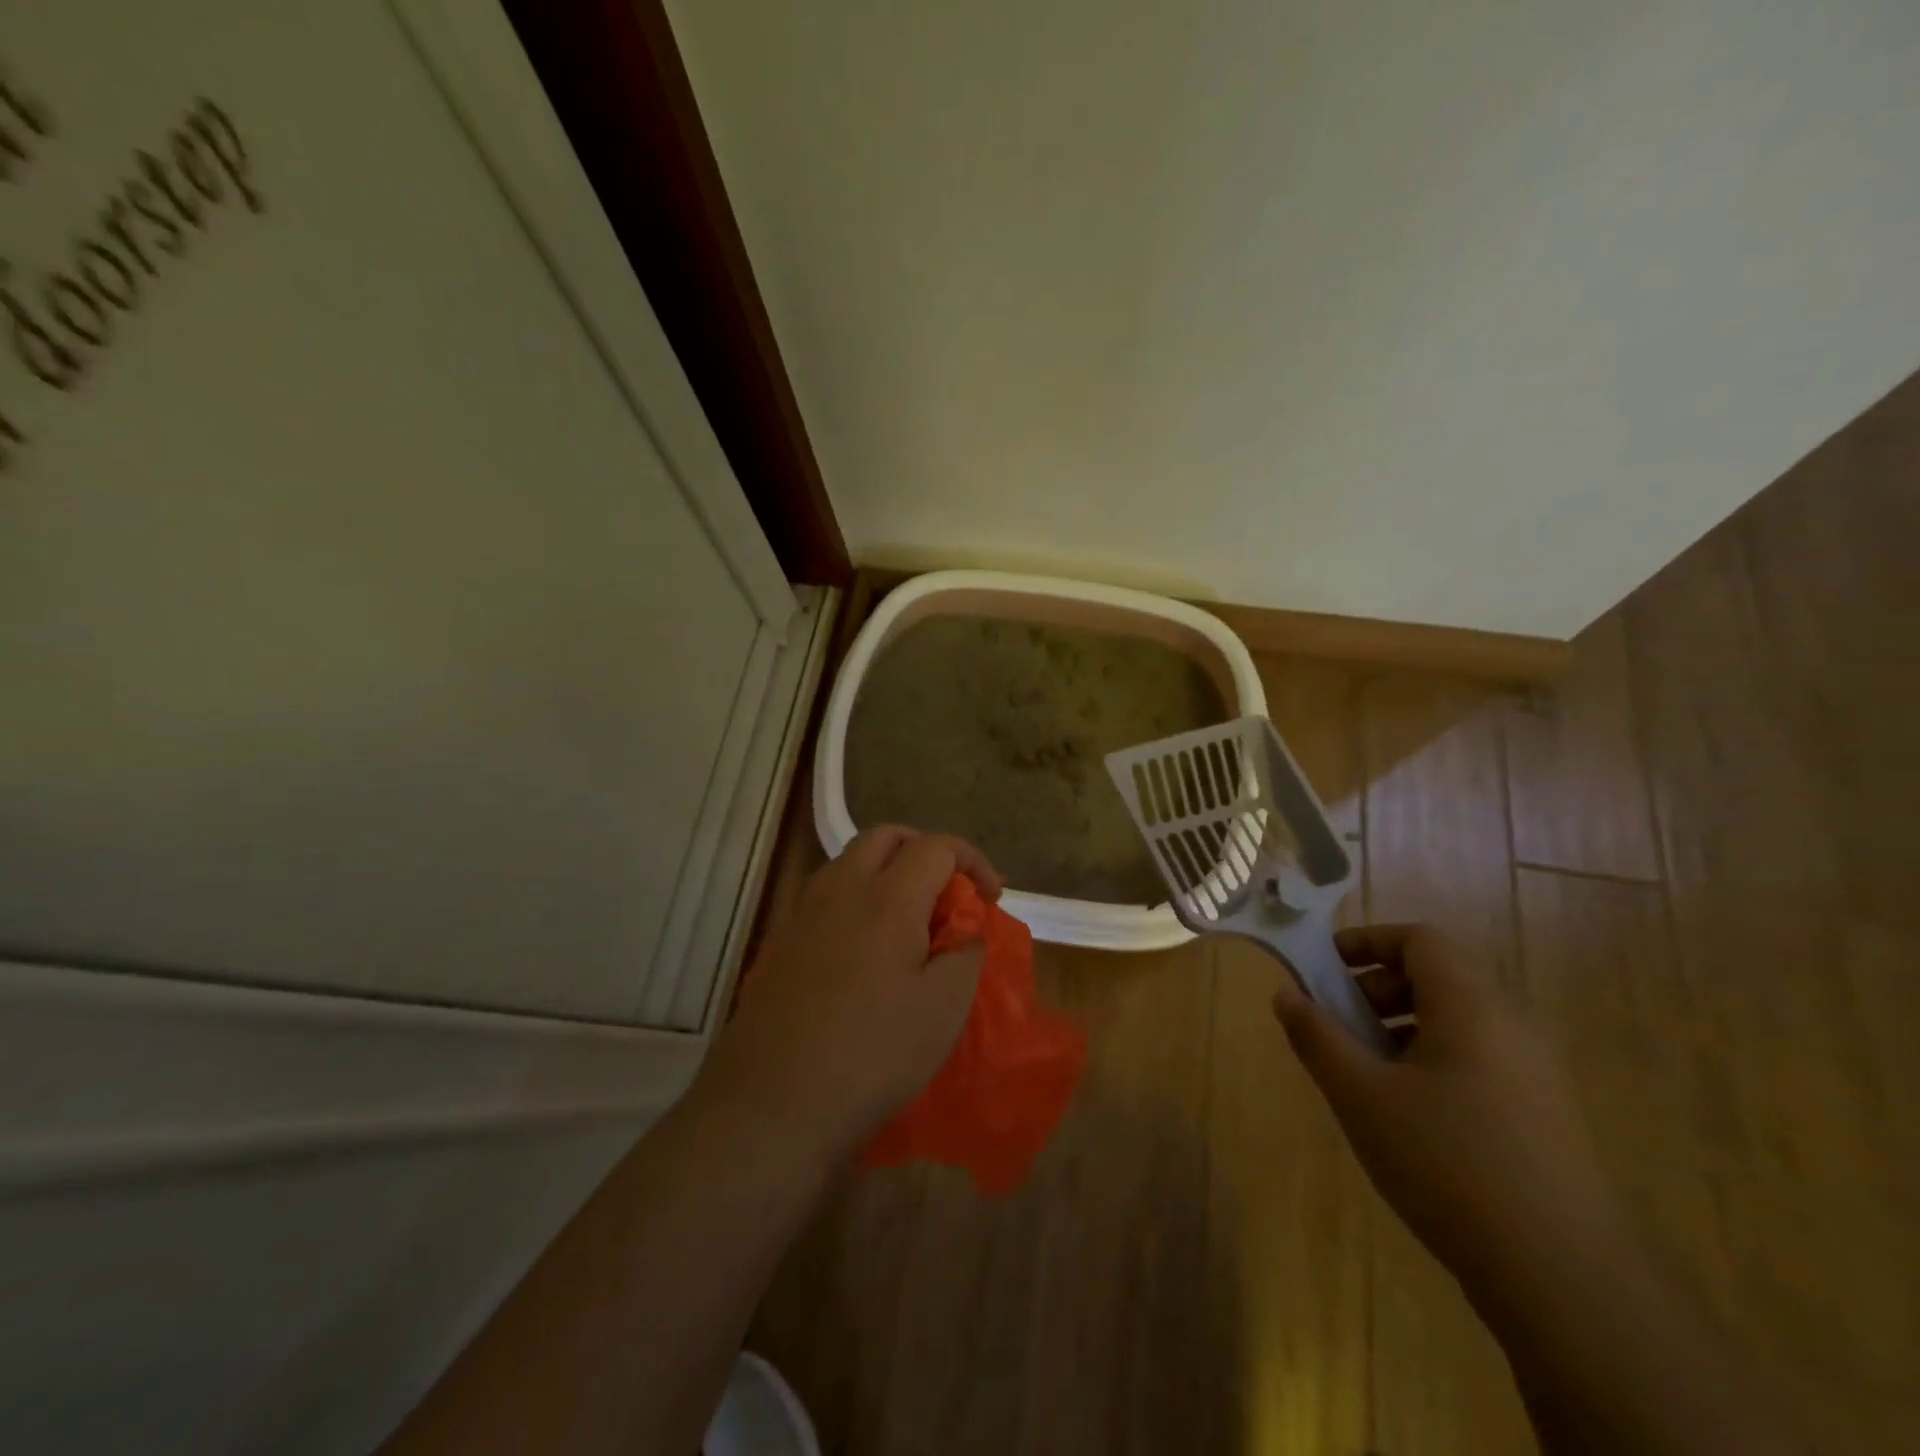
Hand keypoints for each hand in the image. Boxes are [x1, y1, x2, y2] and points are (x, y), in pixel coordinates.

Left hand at [699, 825, 1004, 1163]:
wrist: (772, 1103)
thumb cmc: (872, 1053)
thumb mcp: (944, 1009)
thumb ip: (965, 955)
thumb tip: (966, 932)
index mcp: (888, 897)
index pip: (936, 846)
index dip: (972, 861)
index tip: (991, 898)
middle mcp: (842, 888)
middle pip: (886, 836)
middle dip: (926, 850)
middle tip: (949, 891)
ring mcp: (804, 912)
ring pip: (851, 860)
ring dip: (888, 869)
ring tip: (910, 917)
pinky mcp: (782, 941)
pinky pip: (827, 894)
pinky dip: (857, 897)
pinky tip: (867, 947)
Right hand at [1272, 924, 1631, 1294]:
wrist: (1562, 1277)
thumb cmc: (1447, 1163)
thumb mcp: (1361, 1095)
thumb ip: (1317, 1037)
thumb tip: (1286, 995)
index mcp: (1472, 1006)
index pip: (1420, 939)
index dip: (1367, 942)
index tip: (1324, 968)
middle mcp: (1512, 1024)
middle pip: (1438, 975)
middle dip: (1377, 986)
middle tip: (1339, 1022)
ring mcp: (1535, 1071)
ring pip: (1457, 1018)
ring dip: (1402, 1024)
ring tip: (1366, 1070)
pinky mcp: (1544, 1112)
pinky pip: (1478, 1055)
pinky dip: (1432, 1057)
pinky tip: (1408, 1111)